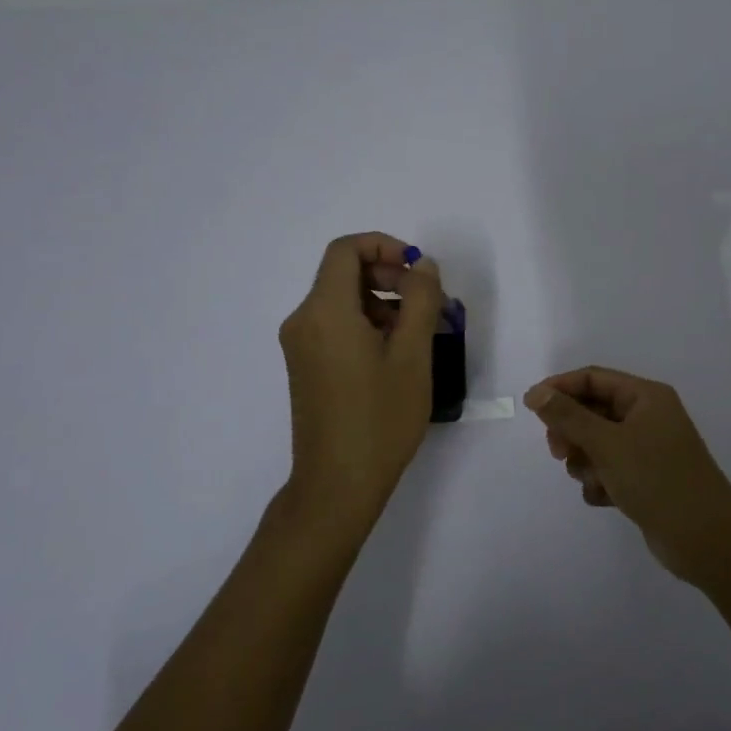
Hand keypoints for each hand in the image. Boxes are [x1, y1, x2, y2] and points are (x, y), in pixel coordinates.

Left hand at [279, 233, 443, 531]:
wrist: (338, 484)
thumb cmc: (380, 418)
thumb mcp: (412, 355)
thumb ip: (420, 300)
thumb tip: (422, 266)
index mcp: (325, 311)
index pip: (346, 250)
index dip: (385, 246)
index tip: (418, 270)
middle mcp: (304, 320)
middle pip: (344, 273)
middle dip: (390, 276)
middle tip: (429, 303)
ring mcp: (301, 345)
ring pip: (343, 300)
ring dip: (384, 302)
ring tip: (422, 332)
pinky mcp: (306, 366)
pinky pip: (336, 325)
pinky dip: (368, 324)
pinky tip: (398, 353)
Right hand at [524, 366, 730, 582]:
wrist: (705, 539)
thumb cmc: (656, 479)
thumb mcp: (607, 444)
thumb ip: (568, 417)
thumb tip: (537, 392)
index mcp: (646, 397)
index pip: (593, 379)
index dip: (560, 388)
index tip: (531, 407)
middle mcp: (648, 417)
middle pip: (593, 411)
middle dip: (572, 432)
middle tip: (558, 452)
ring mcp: (648, 450)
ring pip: (597, 444)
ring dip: (586, 462)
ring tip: (593, 481)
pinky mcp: (646, 480)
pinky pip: (609, 471)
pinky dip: (601, 483)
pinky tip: (606, 499)